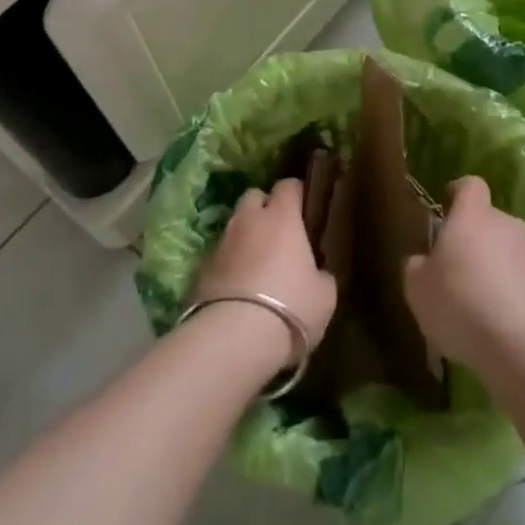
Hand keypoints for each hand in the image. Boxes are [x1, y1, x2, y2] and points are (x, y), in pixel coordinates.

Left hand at [193, 178, 338, 356]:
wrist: (233, 339)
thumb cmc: (290, 307)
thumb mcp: (324, 295)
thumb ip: (321, 274)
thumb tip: (316, 273)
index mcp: (282, 216)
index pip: (288, 185)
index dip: (297, 194)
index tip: (306, 210)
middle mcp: (248, 220)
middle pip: (253, 196)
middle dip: (264, 208)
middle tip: (278, 234)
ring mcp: (221, 243)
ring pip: (234, 227)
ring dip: (245, 238)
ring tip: (257, 266)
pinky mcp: (200, 270)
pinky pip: (219, 257)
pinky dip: (229, 266)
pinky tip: (238, 290)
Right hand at [404, 175, 524, 374]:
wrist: (523, 345)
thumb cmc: (460, 303)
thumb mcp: (417, 288)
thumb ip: (416, 266)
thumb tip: (423, 261)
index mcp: (472, 214)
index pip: (470, 185)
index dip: (457, 192)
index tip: (445, 207)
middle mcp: (506, 224)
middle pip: (488, 220)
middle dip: (472, 238)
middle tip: (453, 268)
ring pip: (506, 251)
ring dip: (492, 268)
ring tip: (475, 303)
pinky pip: (521, 280)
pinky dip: (508, 293)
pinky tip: (495, 323)